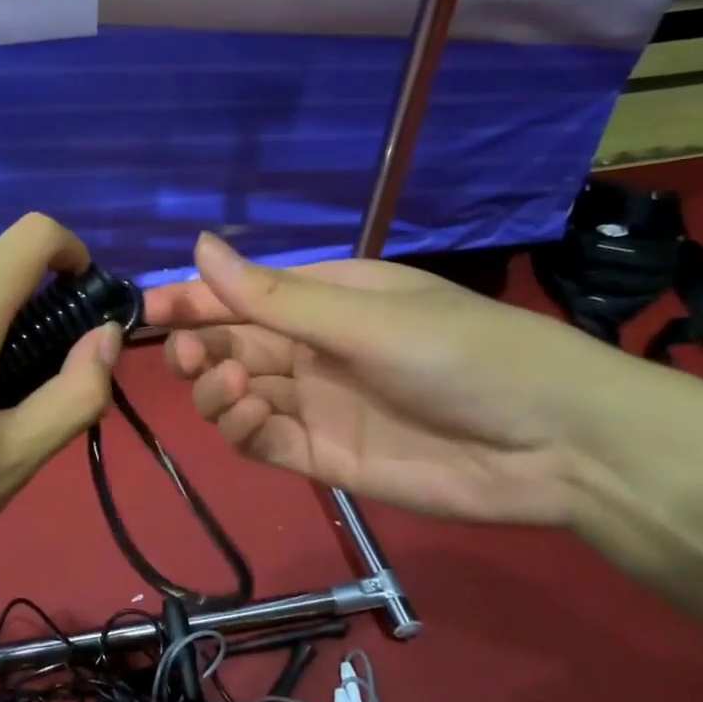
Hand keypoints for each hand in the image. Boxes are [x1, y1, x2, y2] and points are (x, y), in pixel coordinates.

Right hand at [146, 233, 656, 526]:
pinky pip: (262, 439)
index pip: (241, 295)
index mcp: (326, 299)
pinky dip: (243, 428)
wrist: (556, 444)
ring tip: (231, 384)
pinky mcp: (323, 456)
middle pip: (231, 344)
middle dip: (197, 347)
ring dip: (216, 388)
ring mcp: (316, 404)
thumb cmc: (464, 354)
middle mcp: (313, 349)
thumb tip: (198, 245)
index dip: (192, 299)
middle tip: (183, 356)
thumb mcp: (364, 317)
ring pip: (237, 393)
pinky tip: (253, 414)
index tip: (146, 309)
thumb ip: (274, 296)